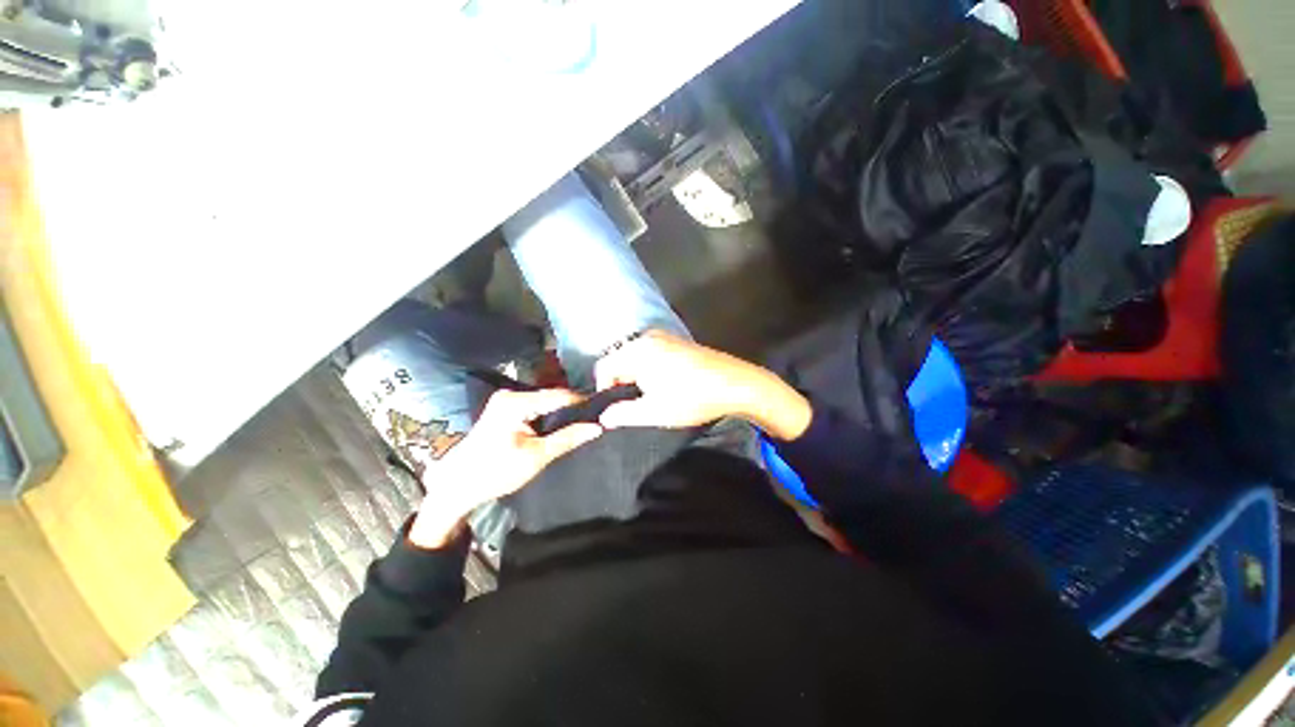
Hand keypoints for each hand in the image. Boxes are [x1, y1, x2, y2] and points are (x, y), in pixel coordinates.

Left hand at [409, 389, 602, 548]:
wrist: (457, 485)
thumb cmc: (495, 471)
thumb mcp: (536, 457)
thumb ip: (568, 439)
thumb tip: (597, 427)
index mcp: (516, 402)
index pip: (560, 395)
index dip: (582, 402)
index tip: (602, 411)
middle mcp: (511, 394)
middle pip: (552, 396)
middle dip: (572, 407)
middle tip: (593, 419)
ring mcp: (506, 399)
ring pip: (544, 401)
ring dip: (560, 412)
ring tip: (581, 422)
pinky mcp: (504, 407)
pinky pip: (535, 406)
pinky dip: (548, 415)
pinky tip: (559, 425)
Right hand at [595, 330, 811, 439]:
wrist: (735, 384)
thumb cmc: (692, 398)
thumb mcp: (653, 412)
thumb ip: (622, 415)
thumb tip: (605, 417)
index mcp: (637, 351)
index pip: (603, 367)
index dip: (605, 390)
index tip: (617, 409)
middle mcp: (647, 337)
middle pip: (619, 359)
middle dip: (621, 383)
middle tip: (635, 404)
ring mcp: (664, 336)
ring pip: (635, 357)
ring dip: (636, 376)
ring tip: (652, 396)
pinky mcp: (677, 341)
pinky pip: (651, 353)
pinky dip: (649, 368)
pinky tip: (666, 384)